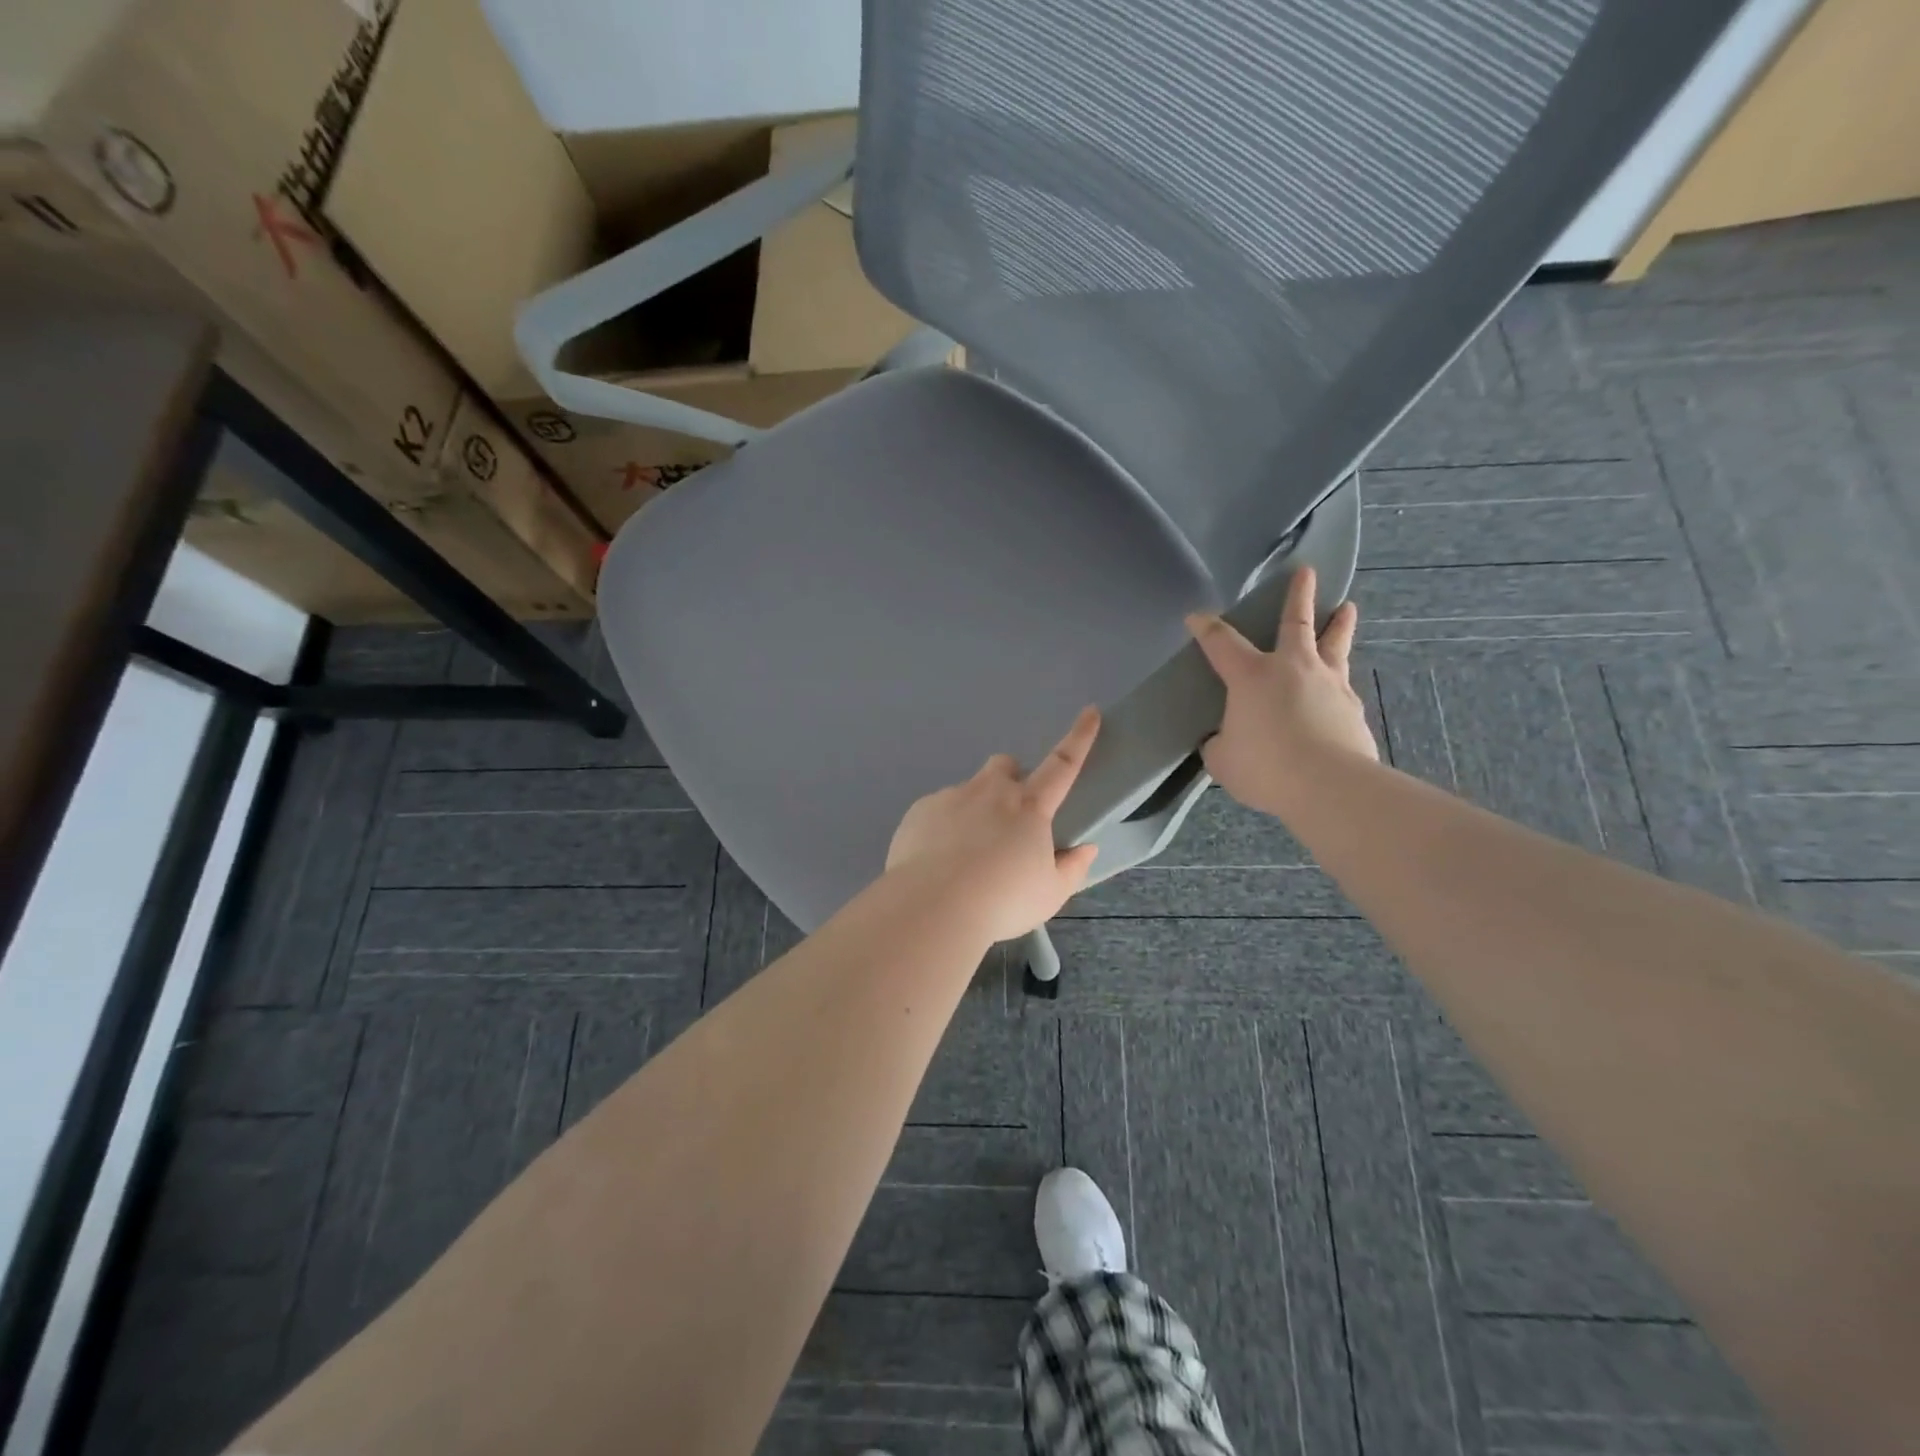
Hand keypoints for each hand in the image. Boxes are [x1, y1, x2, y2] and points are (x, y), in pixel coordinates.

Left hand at [886, 707, 1102, 942]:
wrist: (932, 907)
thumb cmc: (1002, 902)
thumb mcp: (1050, 894)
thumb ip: (1071, 868)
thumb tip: (1086, 849)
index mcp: (1030, 807)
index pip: (1063, 764)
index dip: (1079, 737)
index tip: (1089, 712)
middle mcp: (991, 791)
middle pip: (1005, 766)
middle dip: (1011, 780)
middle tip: (1008, 820)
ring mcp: (952, 797)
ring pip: (969, 790)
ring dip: (975, 810)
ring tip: (966, 854)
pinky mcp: (920, 810)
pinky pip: (938, 810)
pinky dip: (944, 827)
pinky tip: (938, 861)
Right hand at [1186, 567, 1377, 819]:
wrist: (1329, 785)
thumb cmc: (1265, 766)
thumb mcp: (1223, 760)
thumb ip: (1220, 745)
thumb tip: (1224, 741)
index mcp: (1252, 676)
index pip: (1221, 642)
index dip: (1206, 628)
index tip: (1196, 616)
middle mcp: (1292, 668)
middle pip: (1296, 622)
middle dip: (1299, 596)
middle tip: (1307, 572)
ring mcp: (1328, 684)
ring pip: (1334, 645)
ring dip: (1339, 625)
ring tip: (1347, 609)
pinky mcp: (1353, 708)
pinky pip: (1344, 686)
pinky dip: (1340, 682)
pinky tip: (1342, 689)